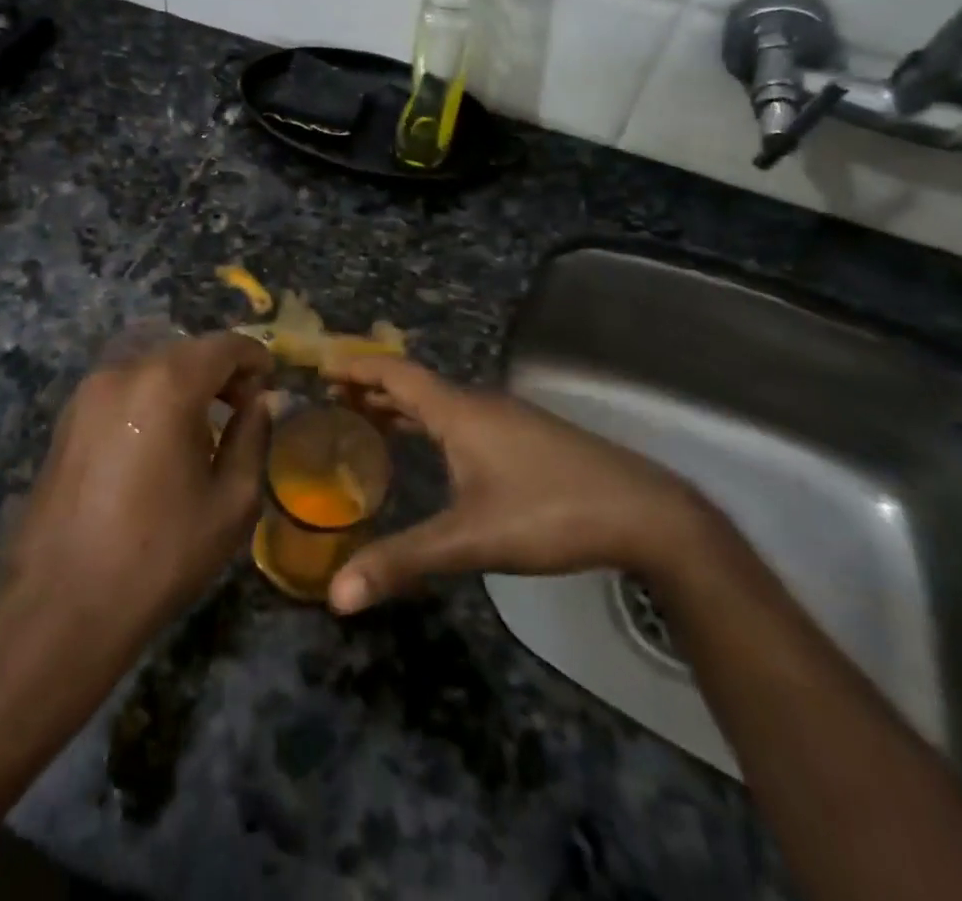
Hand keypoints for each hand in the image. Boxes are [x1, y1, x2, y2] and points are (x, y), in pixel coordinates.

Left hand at [5, 332, 273, 639]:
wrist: (57, 607)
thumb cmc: (158, 555)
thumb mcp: (231, 502)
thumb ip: (253, 438)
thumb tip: (261, 402)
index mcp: (167, 383)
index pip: (225, 344)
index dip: (256, 358)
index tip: (271, 387)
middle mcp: (124, 371)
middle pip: (187, 349)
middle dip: (222, 369)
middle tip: (244, 408)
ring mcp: (88, 392)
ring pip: (152, 364)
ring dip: (186, 380)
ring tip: (204, 426)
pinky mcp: (67, 418)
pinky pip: (124, 386)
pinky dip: (153, 394)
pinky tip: (162, 439)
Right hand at [323, 356, 716, 613]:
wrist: (642, 512)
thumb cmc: (549, 512)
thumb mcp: (470, 540)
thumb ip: (403, 560)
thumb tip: (336, 594)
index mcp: (458, 411)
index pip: (394, 372)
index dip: (355, 367)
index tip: (319, 369)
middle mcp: (478, 403)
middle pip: (413, 383)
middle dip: (370, 388)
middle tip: (330, 402)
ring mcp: (505, 418)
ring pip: (439, 402)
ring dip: (400, 406)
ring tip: (366, 422)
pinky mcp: (524, 437)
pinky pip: (460, 416)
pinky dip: (428, 422)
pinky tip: (431, 451)